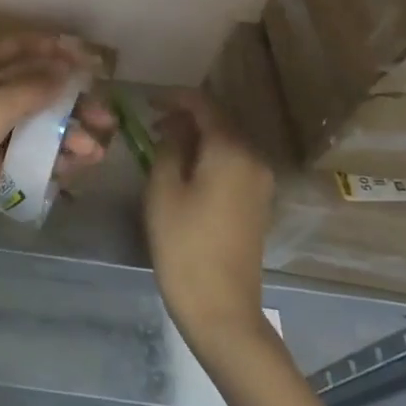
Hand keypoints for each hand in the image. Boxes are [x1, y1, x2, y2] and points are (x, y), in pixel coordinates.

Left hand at [0, 34, 113, 250]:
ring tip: (95, 152)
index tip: (86, 60)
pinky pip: (28, 157)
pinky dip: (52, 160)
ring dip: (67, 136)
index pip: (16, 51)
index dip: (50, 50)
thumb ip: (31, 90)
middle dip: (70, 102)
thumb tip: (68, 71)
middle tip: (104, 118)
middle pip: (34, 91)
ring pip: (35, 127)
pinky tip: (76, 168)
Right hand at [144, 90, 275, 351]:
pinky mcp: (257, 203)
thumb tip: (173, 126)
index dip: (173, 97)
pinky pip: (232, 164)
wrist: (221, 308)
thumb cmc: (184, 243)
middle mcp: (253, 159)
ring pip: (225, 143)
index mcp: (231, 150)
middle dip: (185, 117)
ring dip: (196, 138)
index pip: (203, 104)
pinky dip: (208, 157)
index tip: (146, 101)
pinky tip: (184, 169)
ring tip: (161, 145)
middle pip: (218, 122)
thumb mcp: (163, 188)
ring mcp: (259, 183)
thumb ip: (168, 147)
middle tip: (149, 123)